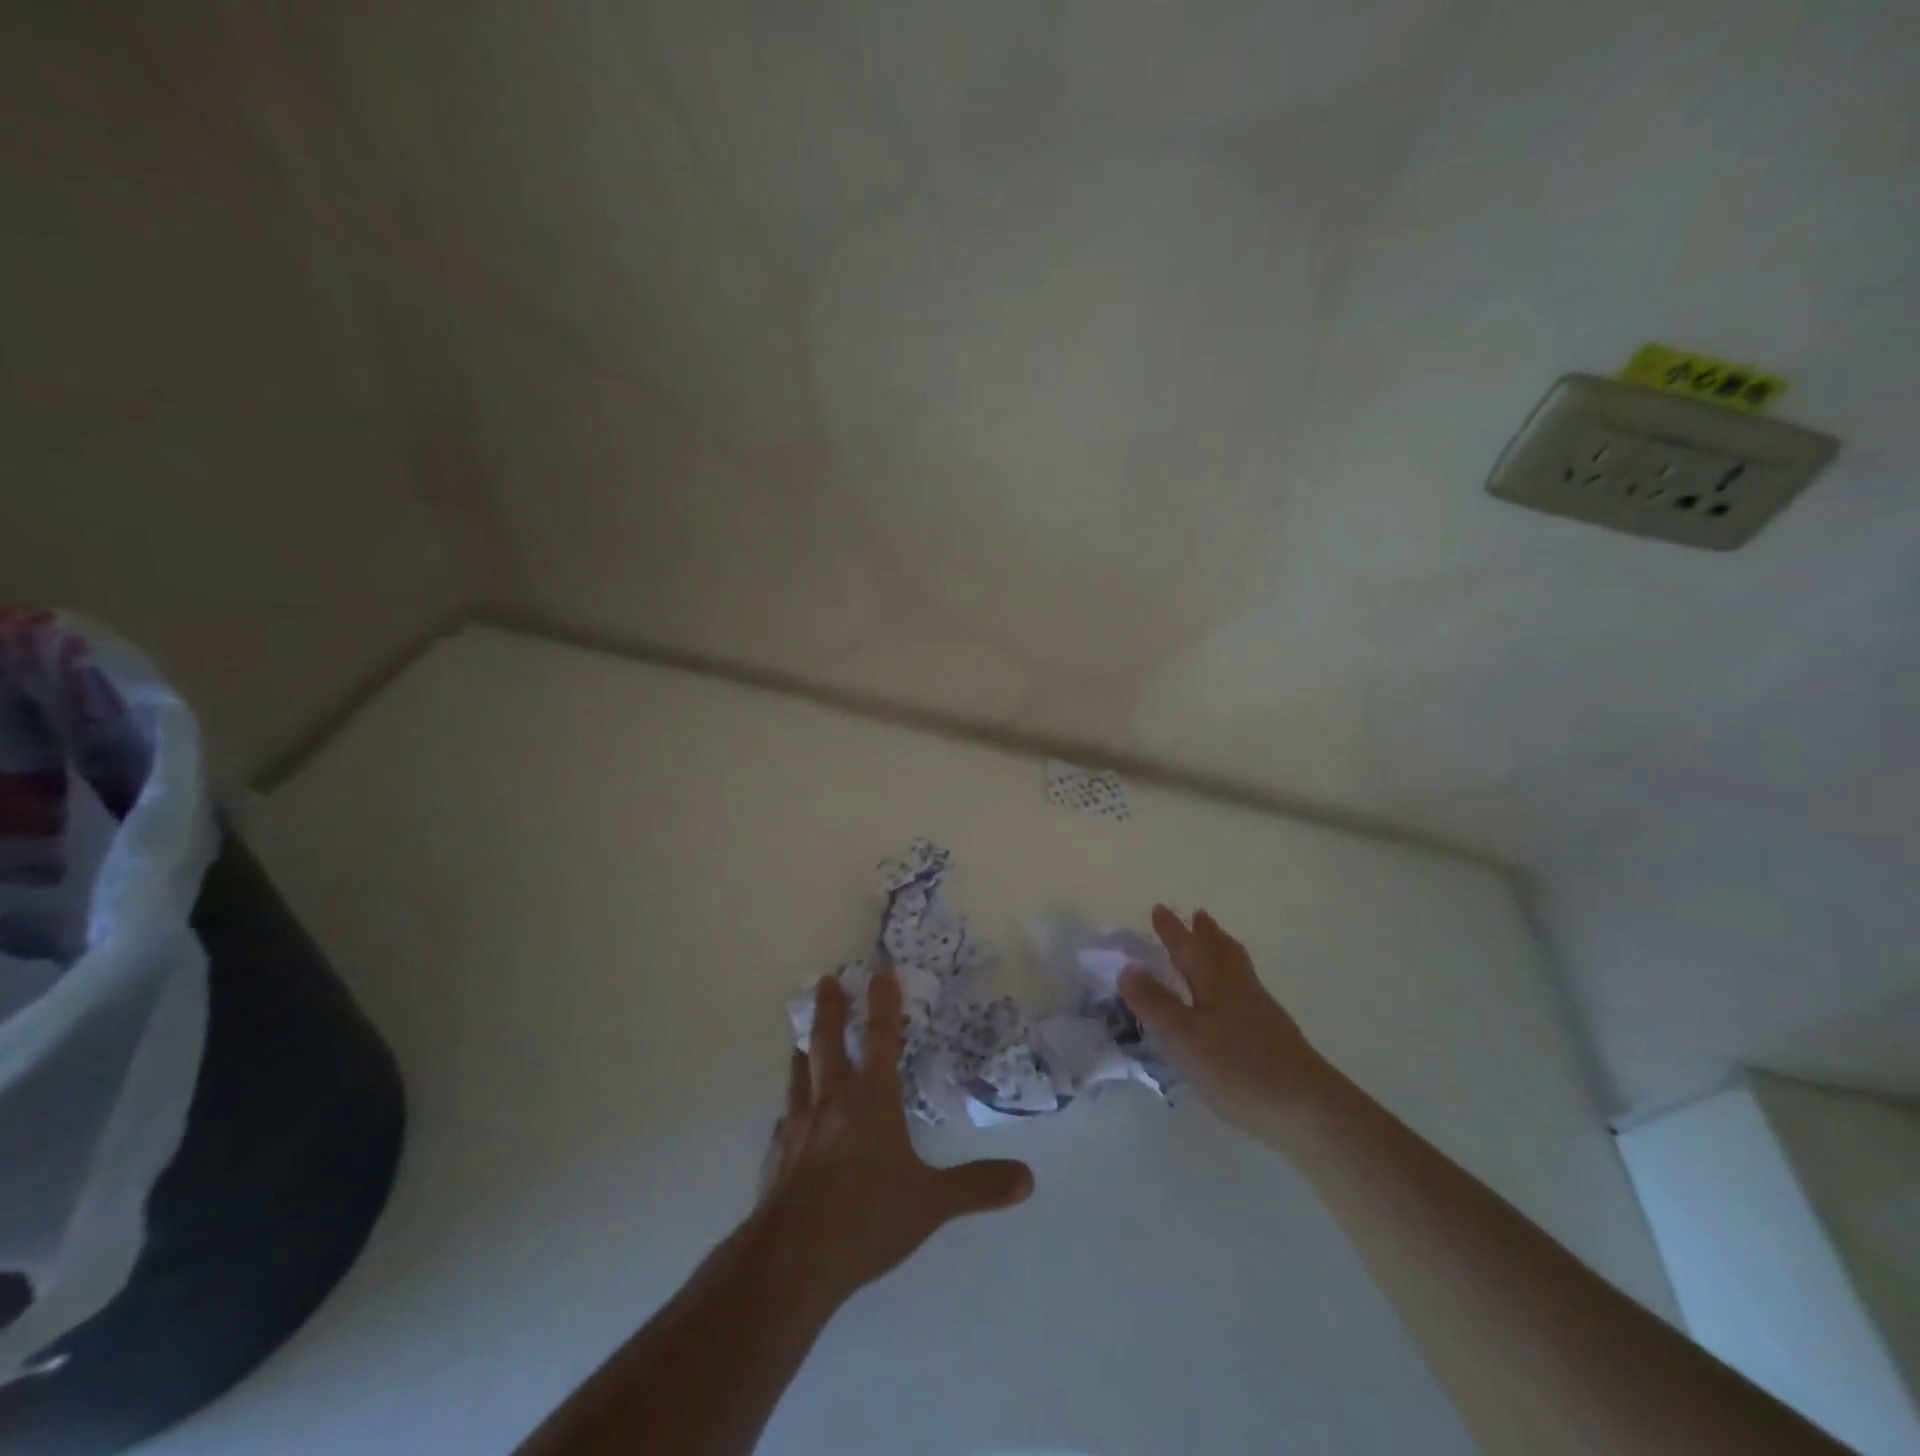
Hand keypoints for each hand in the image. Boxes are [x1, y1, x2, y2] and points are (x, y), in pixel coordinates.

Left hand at [756, 969, 1033, 1299]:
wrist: (794, 1257)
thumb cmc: (868, 1217)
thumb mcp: (931, 1202)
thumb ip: (978, 1186)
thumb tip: (1027, 1178)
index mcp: (871, 1099)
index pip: (881, 1038)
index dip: (883, 1002)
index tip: (879, 970)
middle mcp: (832, 1101)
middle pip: (829, 1041)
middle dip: (830, 1008)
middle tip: (825, 979)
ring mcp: (798, 1126)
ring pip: (800, 1072)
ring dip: (804, 1048)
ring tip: (801, 1035)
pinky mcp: (776, 1155)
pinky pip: (784, 1117)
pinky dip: (789, 1105)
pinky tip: (787, 1114)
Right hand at [1120, 906, 1337, 1139]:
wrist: (1308, 1108)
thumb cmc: (1238, 1067)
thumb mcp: (1183, 1036)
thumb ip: (1154, 1003)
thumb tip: (1127, 967)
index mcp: (1214, 981)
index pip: (1187, 947)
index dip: (1172, 930)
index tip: (1159, 908)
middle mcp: (1238, 987)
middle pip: (1221, 951)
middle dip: (1205, 933)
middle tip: (1197, 916)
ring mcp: (1260, 1010)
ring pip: (1237, 968)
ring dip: (1222, 951)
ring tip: (1216, 944)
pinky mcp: (1273, 1034)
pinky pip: (1246, 989)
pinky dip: (1233, 978)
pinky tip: (1233, 998)